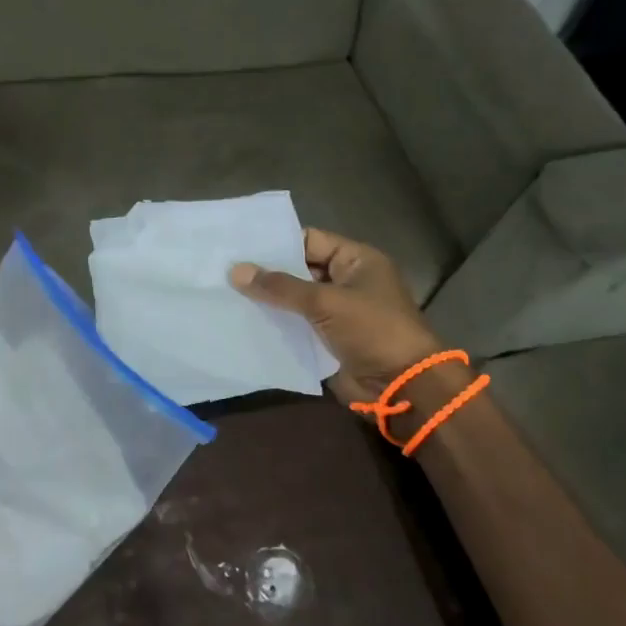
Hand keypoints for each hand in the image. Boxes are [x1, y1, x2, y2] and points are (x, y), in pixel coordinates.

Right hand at [230, 228, 444, 407]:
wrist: (402, 385)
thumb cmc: (372, 330)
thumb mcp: (326, 302)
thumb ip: (281, 287)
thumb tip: (235, 270)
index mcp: (356, 260)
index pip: (309, 240)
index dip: (276, 243)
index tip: (239, 246)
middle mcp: (346, 280)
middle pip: (299, 269)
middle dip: (266, 272)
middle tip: (224, 269)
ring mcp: (337, 311)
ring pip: (296, 299)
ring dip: (268, 300)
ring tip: (225, 293)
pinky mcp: (328, 338)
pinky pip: (297, 324)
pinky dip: (276, 323)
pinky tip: (244, 321)